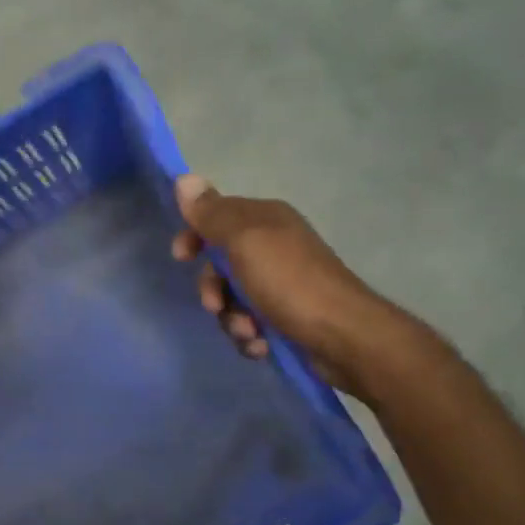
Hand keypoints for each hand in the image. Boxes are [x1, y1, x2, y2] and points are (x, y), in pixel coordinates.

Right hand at [171, 174, 421, 400]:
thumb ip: (212, 214)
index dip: (194, 236)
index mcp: (265, 220)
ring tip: (249, 332)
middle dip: (214, 290)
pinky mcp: (285, 316)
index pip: (216, 218)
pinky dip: (250, 337)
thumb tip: (184, 179)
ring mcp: (280, 284)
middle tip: (216, 305)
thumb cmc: (290, 283)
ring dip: (231, 320)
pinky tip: (261, 346)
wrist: (343, 336)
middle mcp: (273, 246)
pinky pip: (249, 324)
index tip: (181, 257)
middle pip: (220, 265)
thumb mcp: (245, 241)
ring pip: (232, 300)